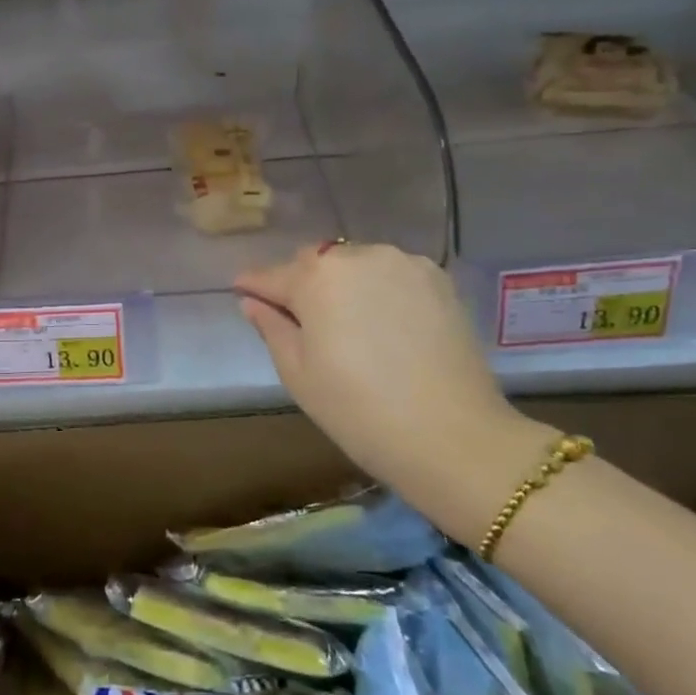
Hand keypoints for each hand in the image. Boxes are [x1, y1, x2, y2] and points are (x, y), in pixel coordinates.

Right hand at [235, 243, 554, 539]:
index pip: (272, 276)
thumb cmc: (358, 410)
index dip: (254, 285)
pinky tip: (381, 322)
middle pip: (315, 263)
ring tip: (344, 322)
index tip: (241, 290)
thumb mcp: (298, 374)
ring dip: (341, 284)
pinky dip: (377, 289)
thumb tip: (254, 303)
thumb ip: (272, 328)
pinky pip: (391, 274)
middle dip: (300, 282)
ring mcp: (404, 264)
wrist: (453, 437)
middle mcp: (359, 257)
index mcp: (317, 278)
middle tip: (296, 317)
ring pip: (355, 265)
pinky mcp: (439, 280)